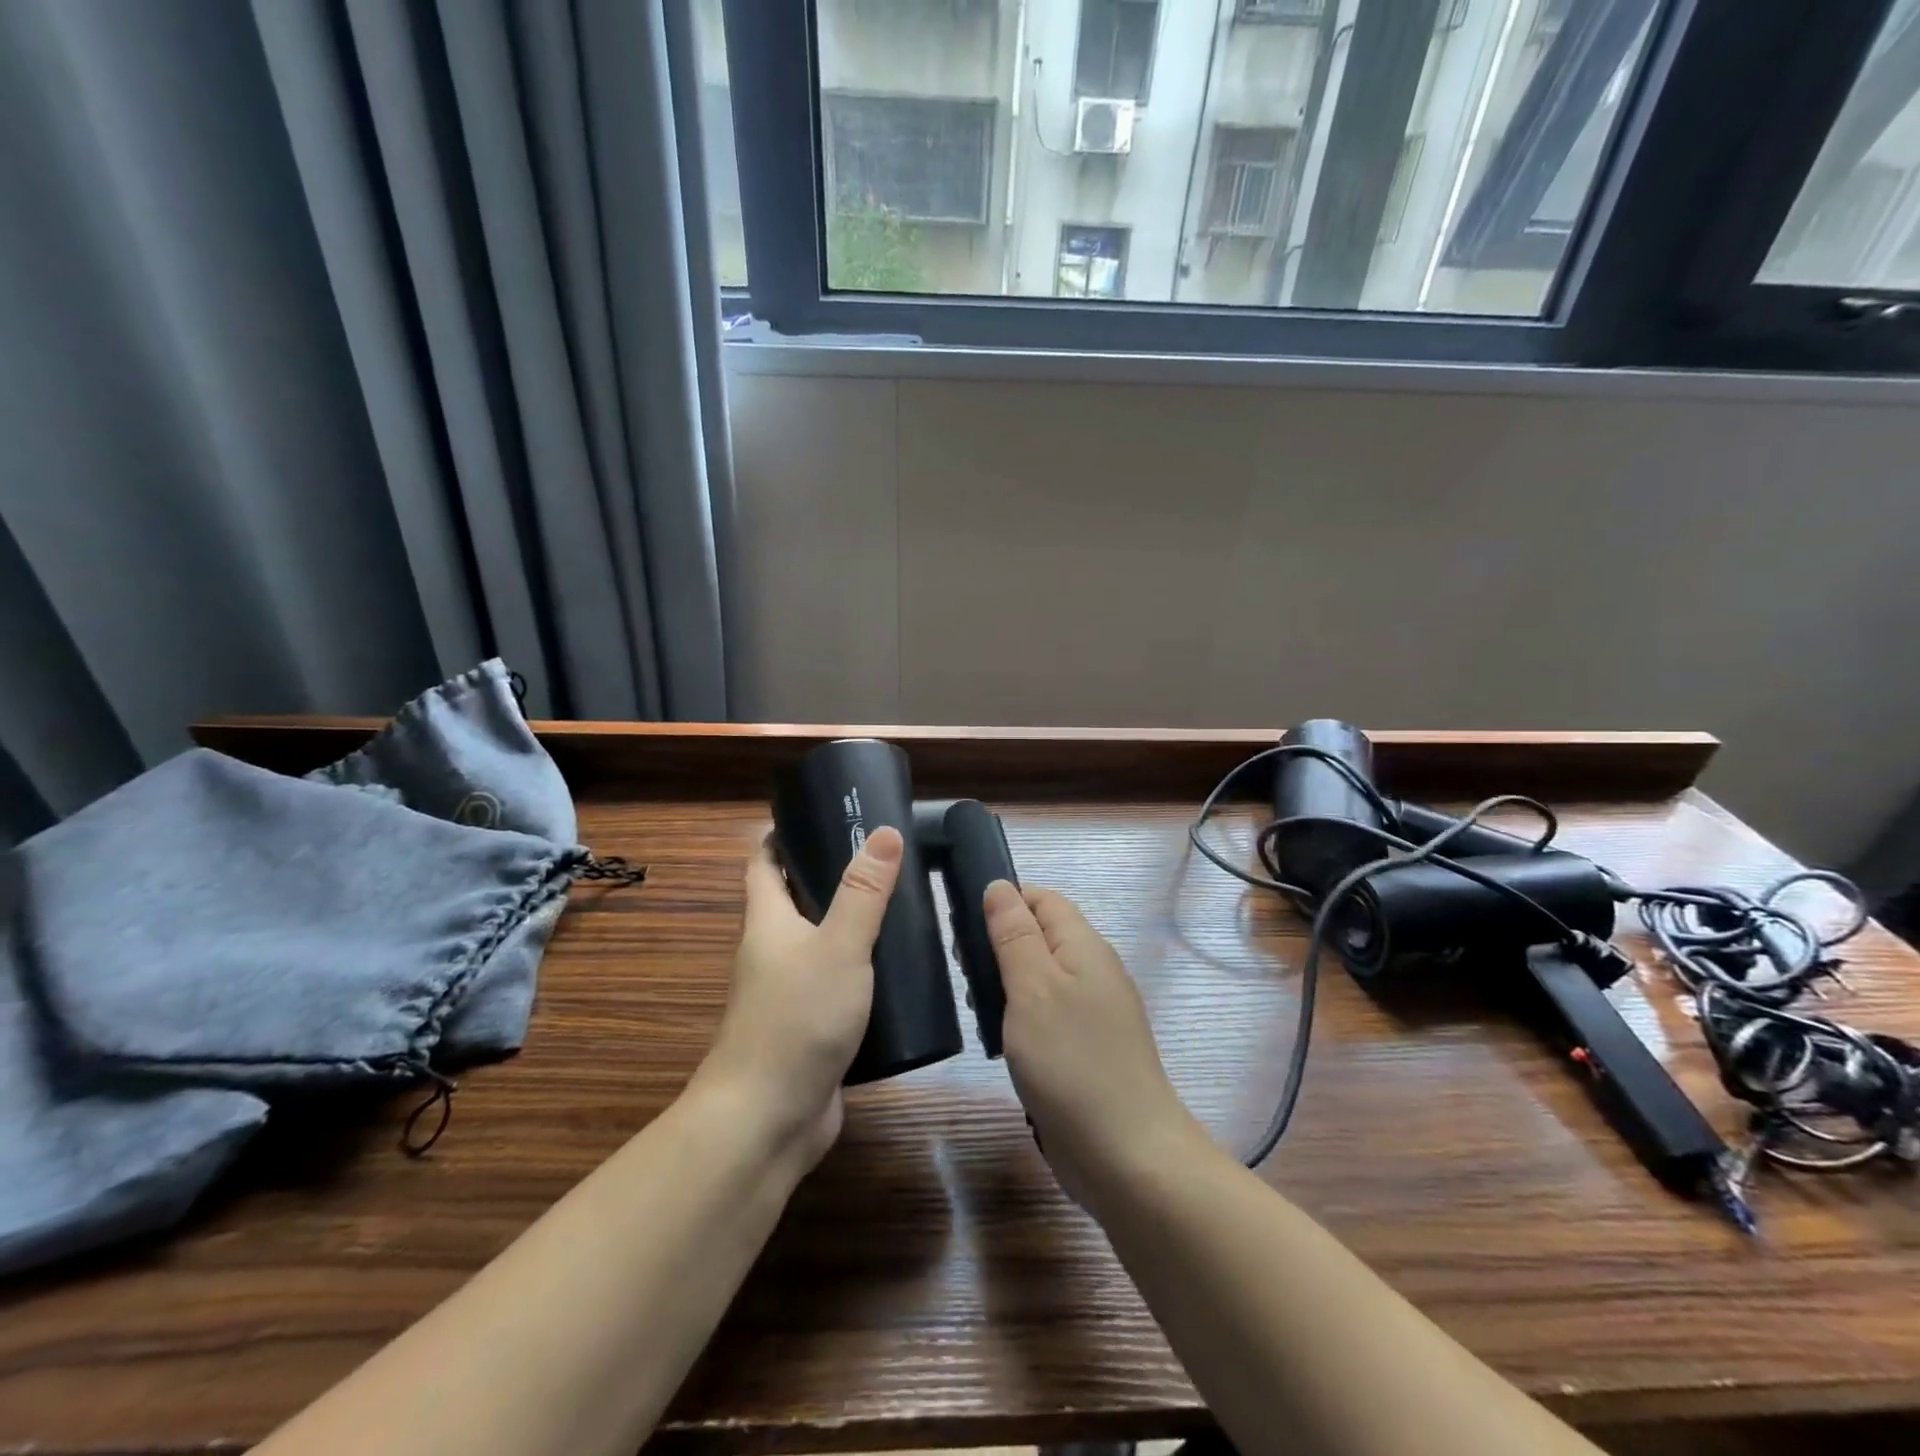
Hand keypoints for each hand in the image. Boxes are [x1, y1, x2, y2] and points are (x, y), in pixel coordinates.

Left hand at [698, 826, 903, 1168]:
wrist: (767, 1121)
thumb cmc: (795, 1020)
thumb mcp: (838, 947)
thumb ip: (863, 893)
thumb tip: (882, 832)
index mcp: (768, 924)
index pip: (764, 864)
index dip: (781, 836)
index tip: (818, 814)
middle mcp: (772, 954)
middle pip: (794, 902)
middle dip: (828, 876)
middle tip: (881, 857)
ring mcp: (789, 994)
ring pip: (819, 946)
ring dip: (849, 925)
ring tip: (900, 906)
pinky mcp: (811, 1029)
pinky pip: (836, 985)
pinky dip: (861, 970)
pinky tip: (898, 970)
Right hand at [985, 882, 1201, 1207]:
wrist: (1126, 1156)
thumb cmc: (1072, 1062)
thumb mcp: (1033, 988)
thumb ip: (1014, 935)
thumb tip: (998, 885)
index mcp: (1084, 946)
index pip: (1042, 899)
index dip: (1004, 901)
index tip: (962, 924)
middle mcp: (1092, 971)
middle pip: (1039, 935)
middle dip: (998, 944)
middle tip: (963, 971)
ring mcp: (1091, 1012)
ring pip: (1039, 976)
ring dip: (1004, 983)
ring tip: (974, 1006)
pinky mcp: (1084, 1049)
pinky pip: (1045, 1014)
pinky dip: (1018, 1017)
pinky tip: (997, 1038)